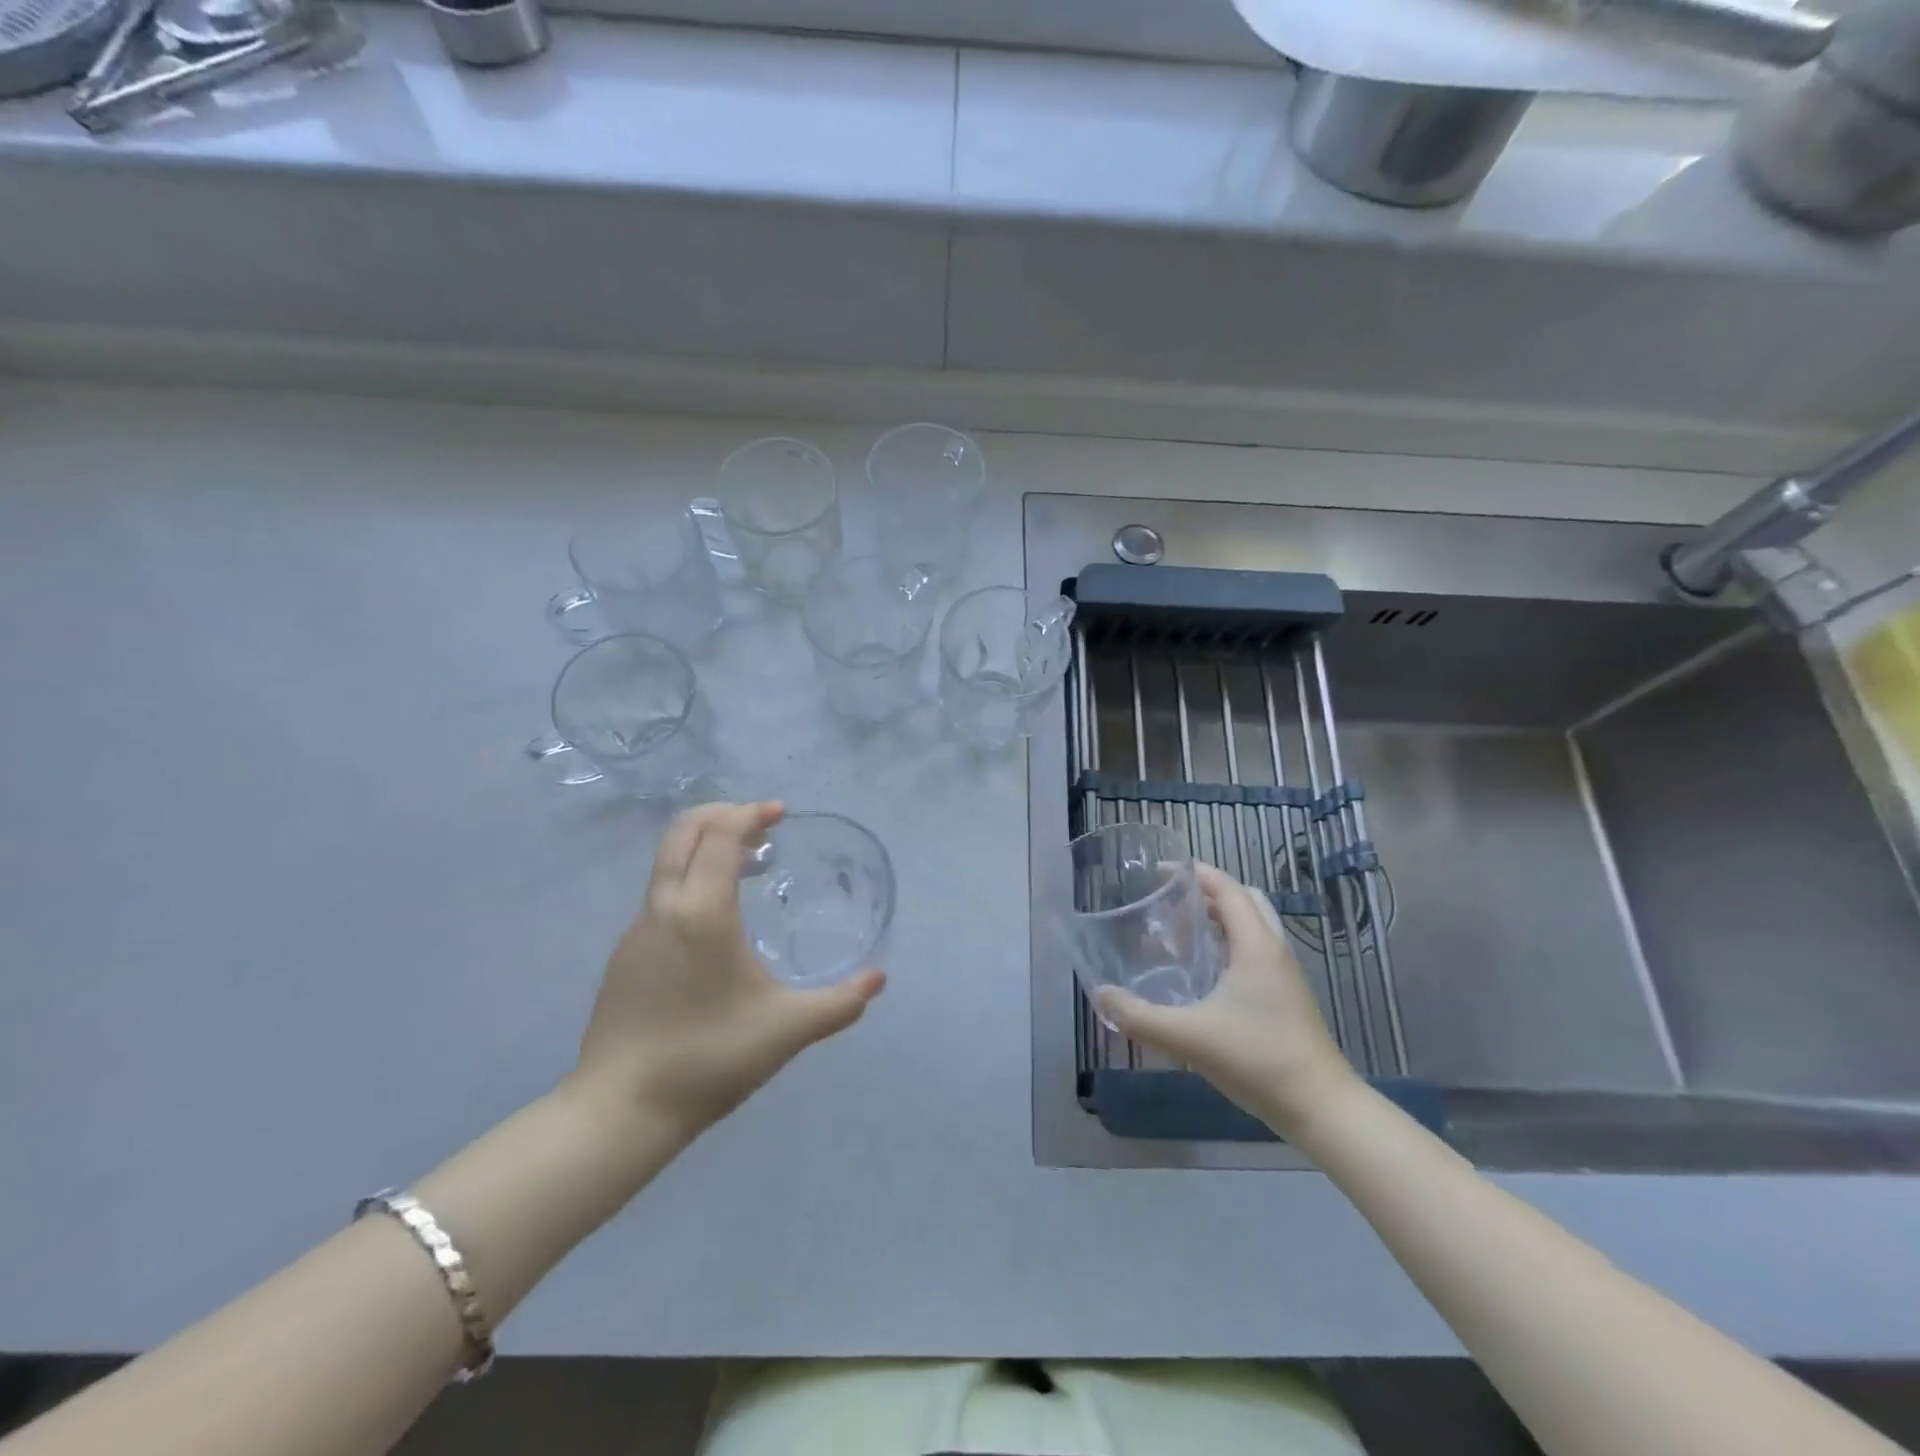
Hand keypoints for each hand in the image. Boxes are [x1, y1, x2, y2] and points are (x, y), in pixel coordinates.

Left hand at [567, 801, 884, 1138]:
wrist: (620, 1111)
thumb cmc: (708, 1058)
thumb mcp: (786, 1030)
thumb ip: (839, 1004)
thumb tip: (878, 979)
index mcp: (702, 912)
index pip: (720, 834)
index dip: (750, 813)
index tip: (780, 814)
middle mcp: (663, 908)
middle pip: (683, 832)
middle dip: (721, 814)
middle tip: (760, 825)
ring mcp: (636, 930)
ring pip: (667, 862)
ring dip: (704, 846)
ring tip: (745, 866)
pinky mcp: (624, 955)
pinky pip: (660, 893)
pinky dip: (690, 877)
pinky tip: (716, 918)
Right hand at [1095, 862, 1357, 1135]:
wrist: (1321, 1108)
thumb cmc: (1257, 1059)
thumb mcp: (1189, 1038)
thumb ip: (1139, 1016)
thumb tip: (1100, 995)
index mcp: (1255, 944)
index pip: (1226, 887)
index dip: (1194, 872)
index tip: (1157, 873)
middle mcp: (1273, 949)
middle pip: (1244, 900)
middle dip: (1207, 892)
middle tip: (1170, 903)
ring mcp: (1284, 974)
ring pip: (1253, 926)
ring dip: (1220, 919)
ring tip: (1181, 934)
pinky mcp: (1287, 996)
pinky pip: (1255, 951)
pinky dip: (1230, 945)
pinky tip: (1204, 974)